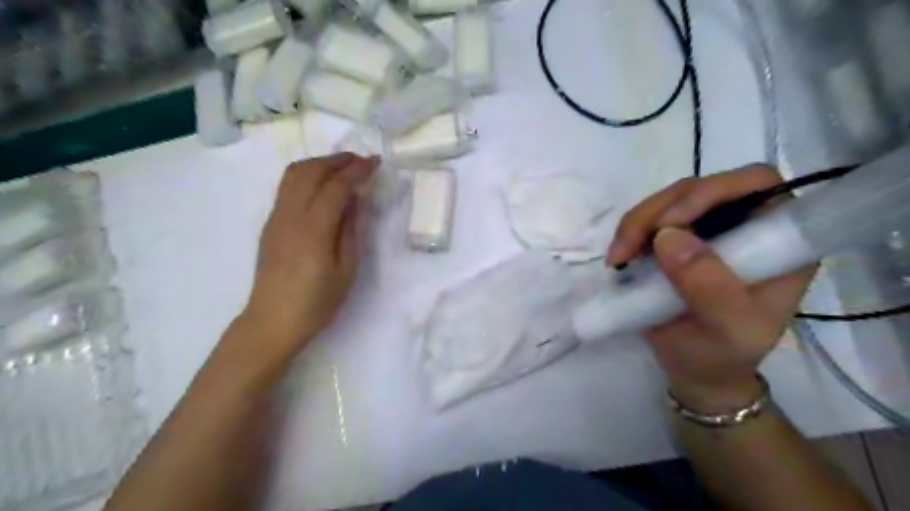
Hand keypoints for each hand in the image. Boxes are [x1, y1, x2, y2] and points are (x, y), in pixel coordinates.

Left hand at [239, 152, 377, 353]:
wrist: (273, 321)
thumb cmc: (317, 302)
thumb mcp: (347, 270)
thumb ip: (353, 229)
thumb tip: (359, 198)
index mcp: (314, 228)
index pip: (336, 186)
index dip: (358, 170)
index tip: (376, 162)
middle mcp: (290, 215)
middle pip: (312, 171)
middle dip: (339, 159)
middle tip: (362, 161)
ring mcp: (276, 217)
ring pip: (295, 174)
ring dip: (320, 163)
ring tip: (343, 167)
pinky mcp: (270, 223)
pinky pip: (288, 186)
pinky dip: (308, 175)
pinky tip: (322, 186)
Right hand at [606, 166, 814, 413]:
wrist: (694, 369)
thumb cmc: (722, 354)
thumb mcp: (727, 328)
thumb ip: (708, 285)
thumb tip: (667, 236)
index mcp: (776, 242)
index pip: (756, 184)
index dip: (714, 191)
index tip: (673, 224)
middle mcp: (742, 226)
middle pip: (698, 188)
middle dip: (658, 212)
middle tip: (630, 247)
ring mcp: (704, 231)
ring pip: (666, 202)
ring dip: (636, 224)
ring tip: (618, 259)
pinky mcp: (673, 241)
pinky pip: (646, 221)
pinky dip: (628, 234)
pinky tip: (619, 259)